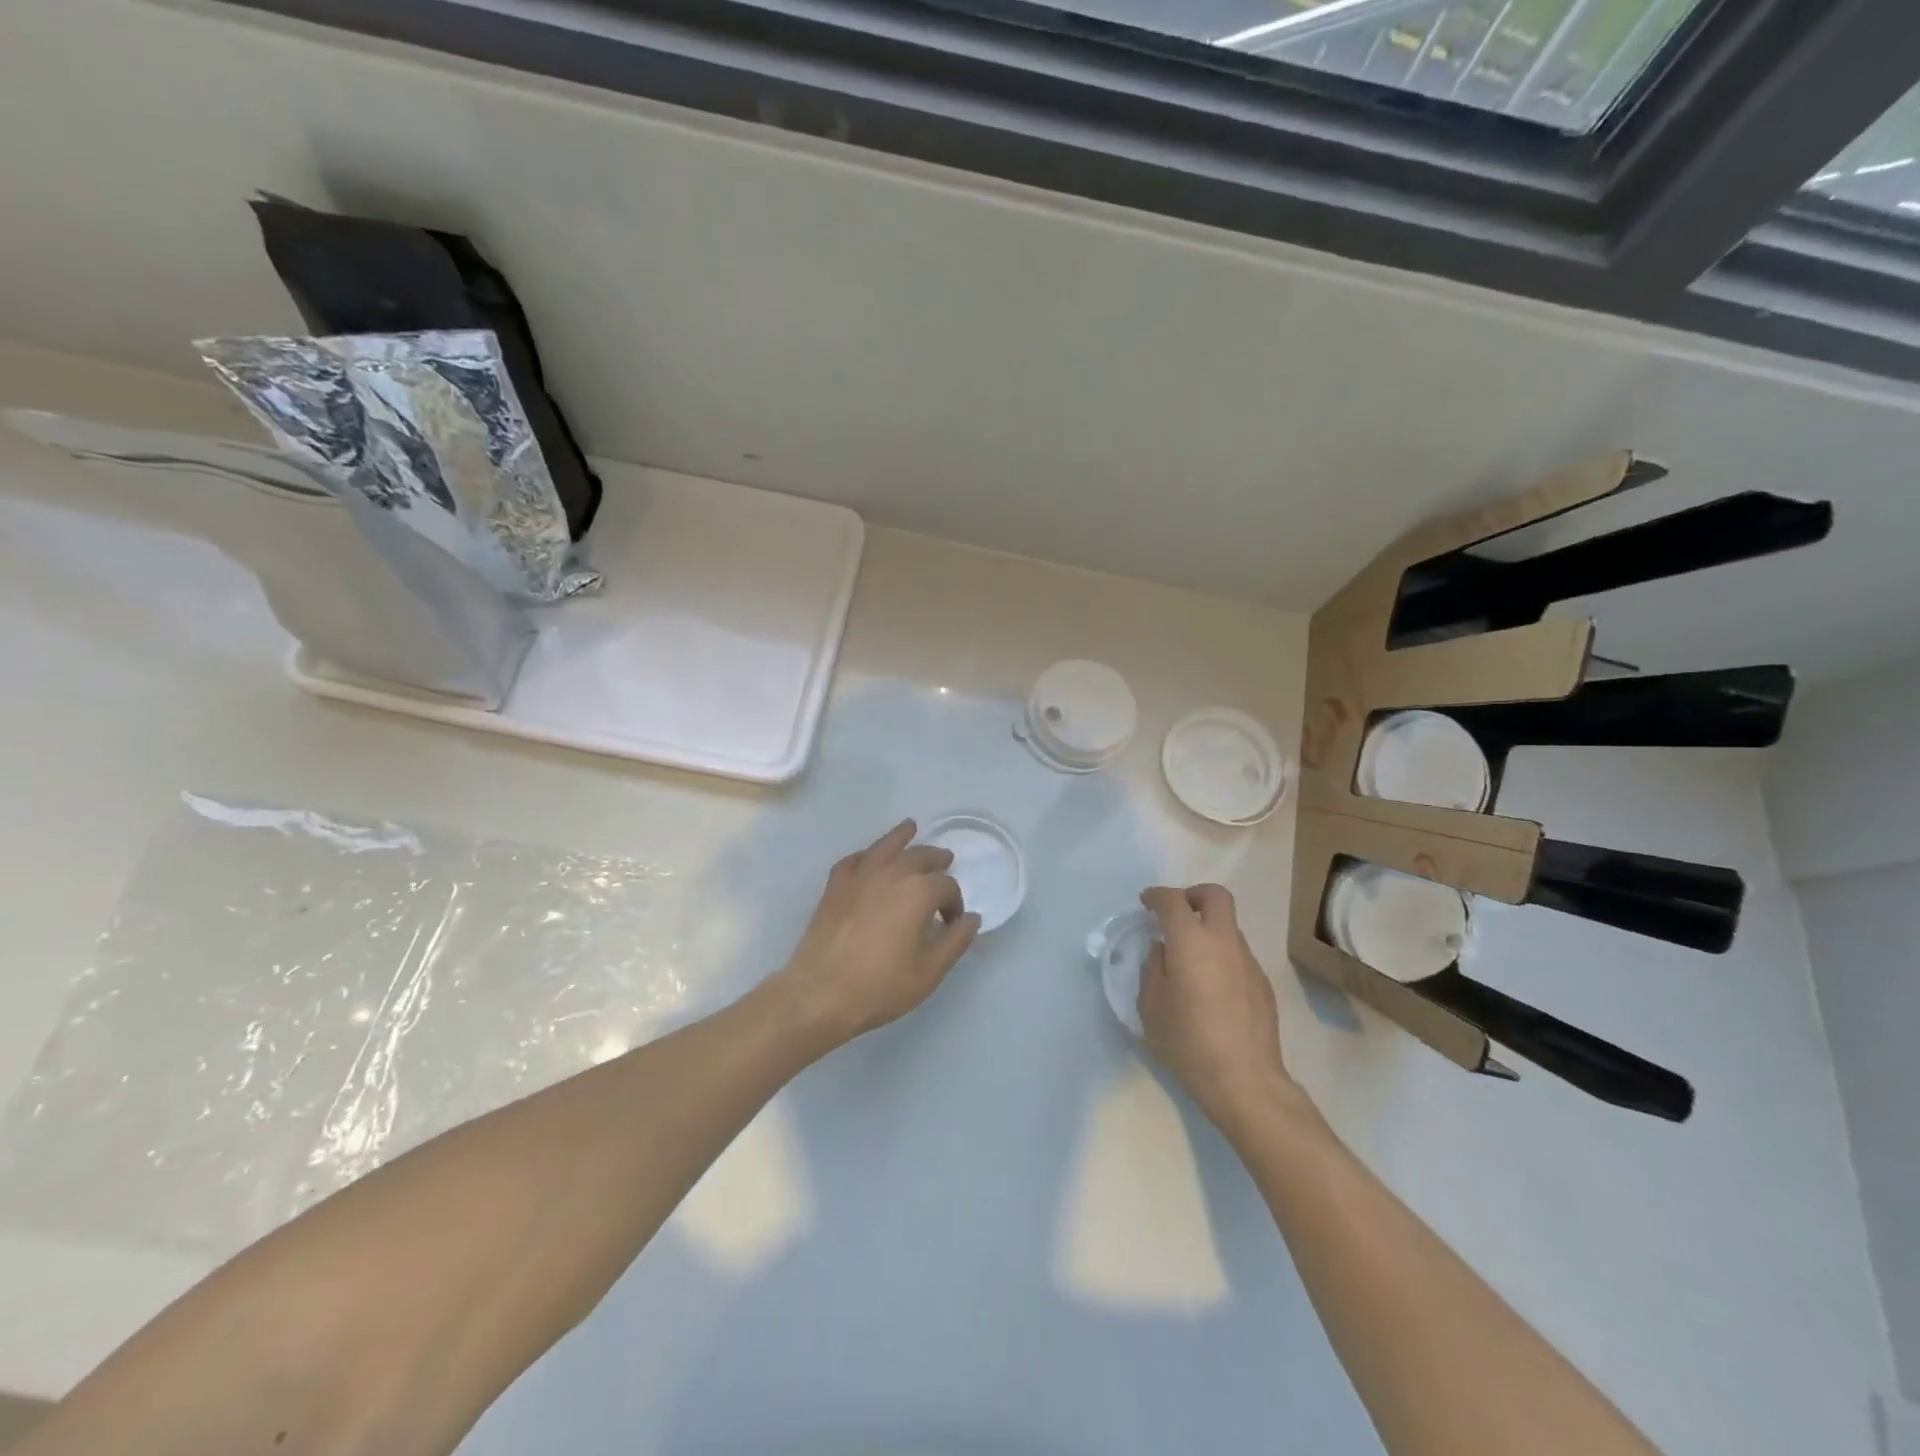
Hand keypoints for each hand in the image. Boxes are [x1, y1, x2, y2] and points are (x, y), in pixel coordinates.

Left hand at [774, 820, 981, 1051]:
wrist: (821, 992)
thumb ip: (956, 941)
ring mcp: (860, 876)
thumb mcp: (930, 971)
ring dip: (901, 836)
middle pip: (920, 856)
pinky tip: (869, 858)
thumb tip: (971, 918)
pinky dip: (866, 855)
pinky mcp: (835, 886)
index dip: (954, 903)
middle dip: (936, 860)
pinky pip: (855, 860)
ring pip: (885, 846)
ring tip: (910, 827)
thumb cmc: (881, 985)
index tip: (951, 923)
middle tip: (945, 862)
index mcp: (919, 892)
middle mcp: (891, 873)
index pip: (946, 886)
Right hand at [1139, 883, 1294, 1136]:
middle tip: (1176, 914)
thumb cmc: (1188, 1043)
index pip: (1173, 901)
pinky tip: (1211, 989)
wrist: (1245, 1081)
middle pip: (1215, 896)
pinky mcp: (1262, 983)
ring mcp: (1248, 961)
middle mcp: (1223, 942)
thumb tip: (1162, 951)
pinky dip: (1221, 956)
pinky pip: (1237, 955)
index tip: (1146, 903)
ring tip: (1190, 961)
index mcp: (1191, 942)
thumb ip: (1153, 969)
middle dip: (1193, 895)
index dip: (1157, 896)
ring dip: (1208, 930)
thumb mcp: (1151, 1007)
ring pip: (1228, 927)